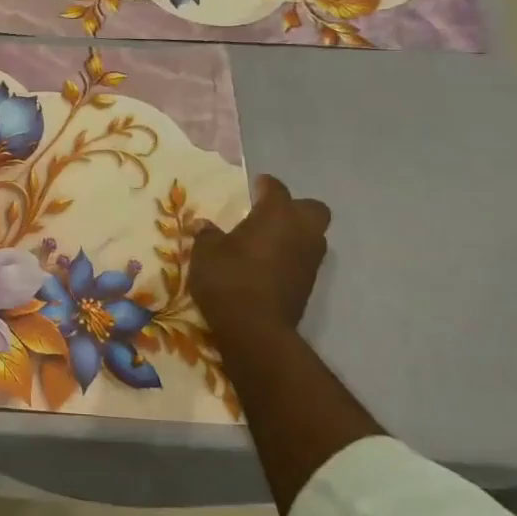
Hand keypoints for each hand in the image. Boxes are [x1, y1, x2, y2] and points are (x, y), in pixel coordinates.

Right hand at [191, 174, 330, 354]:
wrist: (255, 330)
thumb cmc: (229, 279)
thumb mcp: (206, 253)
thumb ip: (208, 235)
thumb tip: (205, 225)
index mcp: (277, 214)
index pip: (276, 188)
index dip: (264, 185)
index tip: (253, 187)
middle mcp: (301, 231)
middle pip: (311, 208)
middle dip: (294, 208)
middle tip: (269, 215)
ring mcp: (310, 259)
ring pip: (312, 235)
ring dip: (294, 234)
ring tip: (266, 242)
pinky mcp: (309, 284)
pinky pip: (304, 259)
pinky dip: (291, 258)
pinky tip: (268, 266)